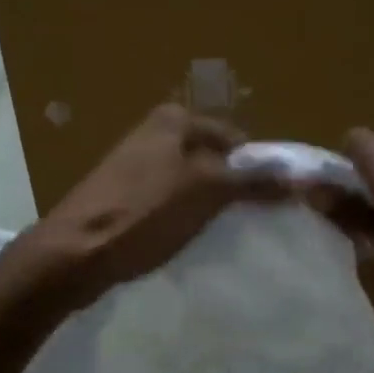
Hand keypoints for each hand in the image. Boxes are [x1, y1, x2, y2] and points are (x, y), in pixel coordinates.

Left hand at [4, 104, 279, 309]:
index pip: (234, 139)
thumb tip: (297, 179)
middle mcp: (152, 134)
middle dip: (232, 189)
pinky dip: (182, 218)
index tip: (272, 203)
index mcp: (173, 120)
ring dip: (208, 206)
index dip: (257, 169)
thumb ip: (252, 182)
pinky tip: (187, 240)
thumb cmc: (144, 213)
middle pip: (212, 161)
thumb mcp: (207, 192)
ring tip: (221, 234)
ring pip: (190, 183)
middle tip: (250, 221)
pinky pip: (168, 203)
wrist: (76, 252)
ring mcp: (134, 167)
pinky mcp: (122, 198)